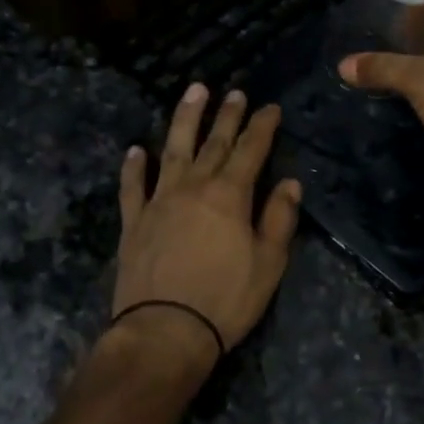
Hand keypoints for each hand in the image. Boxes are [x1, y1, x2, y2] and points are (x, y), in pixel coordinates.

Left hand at [113, 83, 302, 362]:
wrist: (164, 332)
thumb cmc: (225, 300)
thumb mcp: (269, 264)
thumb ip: (279, 219)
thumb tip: (290, 183)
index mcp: (229, 195)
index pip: (251, 150)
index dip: (262, 126)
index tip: (270, 107)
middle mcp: (193, 187)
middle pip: (213, 142)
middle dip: (227, 115)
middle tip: (234, 92)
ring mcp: (159, 201)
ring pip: (173, 149)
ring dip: (184, 119)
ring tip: (192, 92)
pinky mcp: (134, 221)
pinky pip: (133, 186)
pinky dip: (134, 166)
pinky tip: (136, 150)